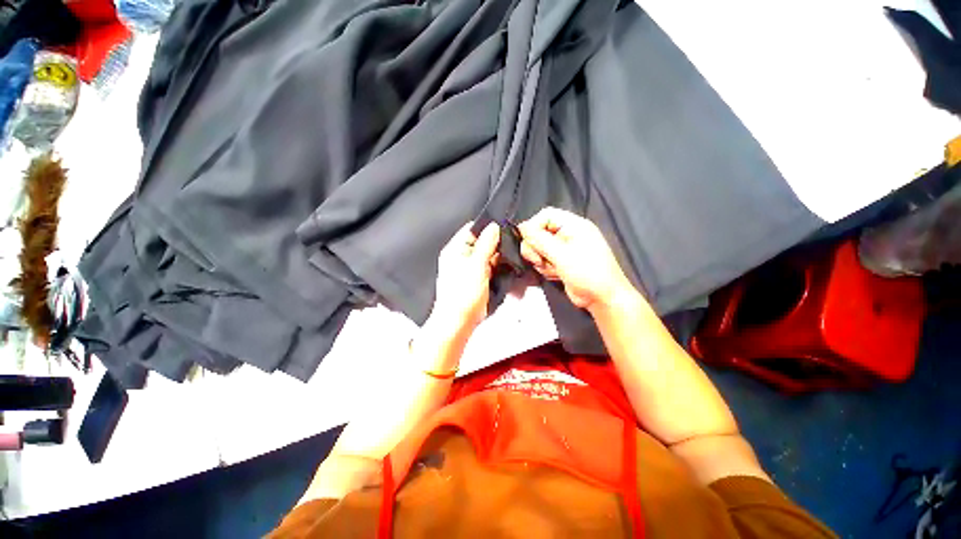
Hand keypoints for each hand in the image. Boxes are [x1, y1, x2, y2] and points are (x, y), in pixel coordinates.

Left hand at [429, 222, 499, 336]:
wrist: (459, 321)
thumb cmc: (461, 295)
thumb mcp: (476, 265)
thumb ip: (486, 244)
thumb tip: (493, 227)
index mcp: (455, 249)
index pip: (472, 229)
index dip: (488, 228)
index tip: (503, 230)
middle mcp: (462, 257)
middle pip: (482, 242)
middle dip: (496, 245)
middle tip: (508, 248)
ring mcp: (470, 268)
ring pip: (488, 255)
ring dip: (498, 258)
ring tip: (506, 262)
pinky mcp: (477, 279)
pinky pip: (490, 268)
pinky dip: (498, 268)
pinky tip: (504, 271)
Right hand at [518, 207, 632, 311]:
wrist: (602, 299)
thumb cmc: (587, 273)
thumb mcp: (562, 255)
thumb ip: (540, 240)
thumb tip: (521, 227)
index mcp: (573, 225)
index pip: (545, 215)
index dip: (533, 226)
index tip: (526, 241)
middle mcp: (567, 234)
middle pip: (539, 232)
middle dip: (536, 248)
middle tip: (539, 260)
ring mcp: (563, 249)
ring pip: (539, 249)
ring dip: (541, 261)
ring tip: (554, 270)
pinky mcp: (560, 262)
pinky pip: (543, 260)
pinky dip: (546, 268)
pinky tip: (557, 275)